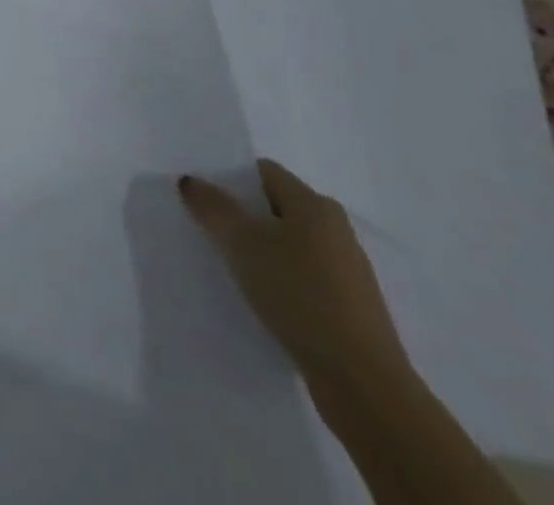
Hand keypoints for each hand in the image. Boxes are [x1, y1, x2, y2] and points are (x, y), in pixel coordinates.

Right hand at [178, 158, 411, 397]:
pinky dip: (279, 278)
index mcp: (315, 205)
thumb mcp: (241, 242)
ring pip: (289, 243)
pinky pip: (303, 275)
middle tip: (207, 227)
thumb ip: (212, 206)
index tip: (202, 195)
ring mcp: (347, 270)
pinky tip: (259, 295)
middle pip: (276, 206)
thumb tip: (191, 181)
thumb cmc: (299, 294)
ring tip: (228, 263)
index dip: (229, 178)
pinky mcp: (350, 306)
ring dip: (259, 248)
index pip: (263, 172)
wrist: (362, 382)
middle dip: (242, 214)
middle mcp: (336, 229)